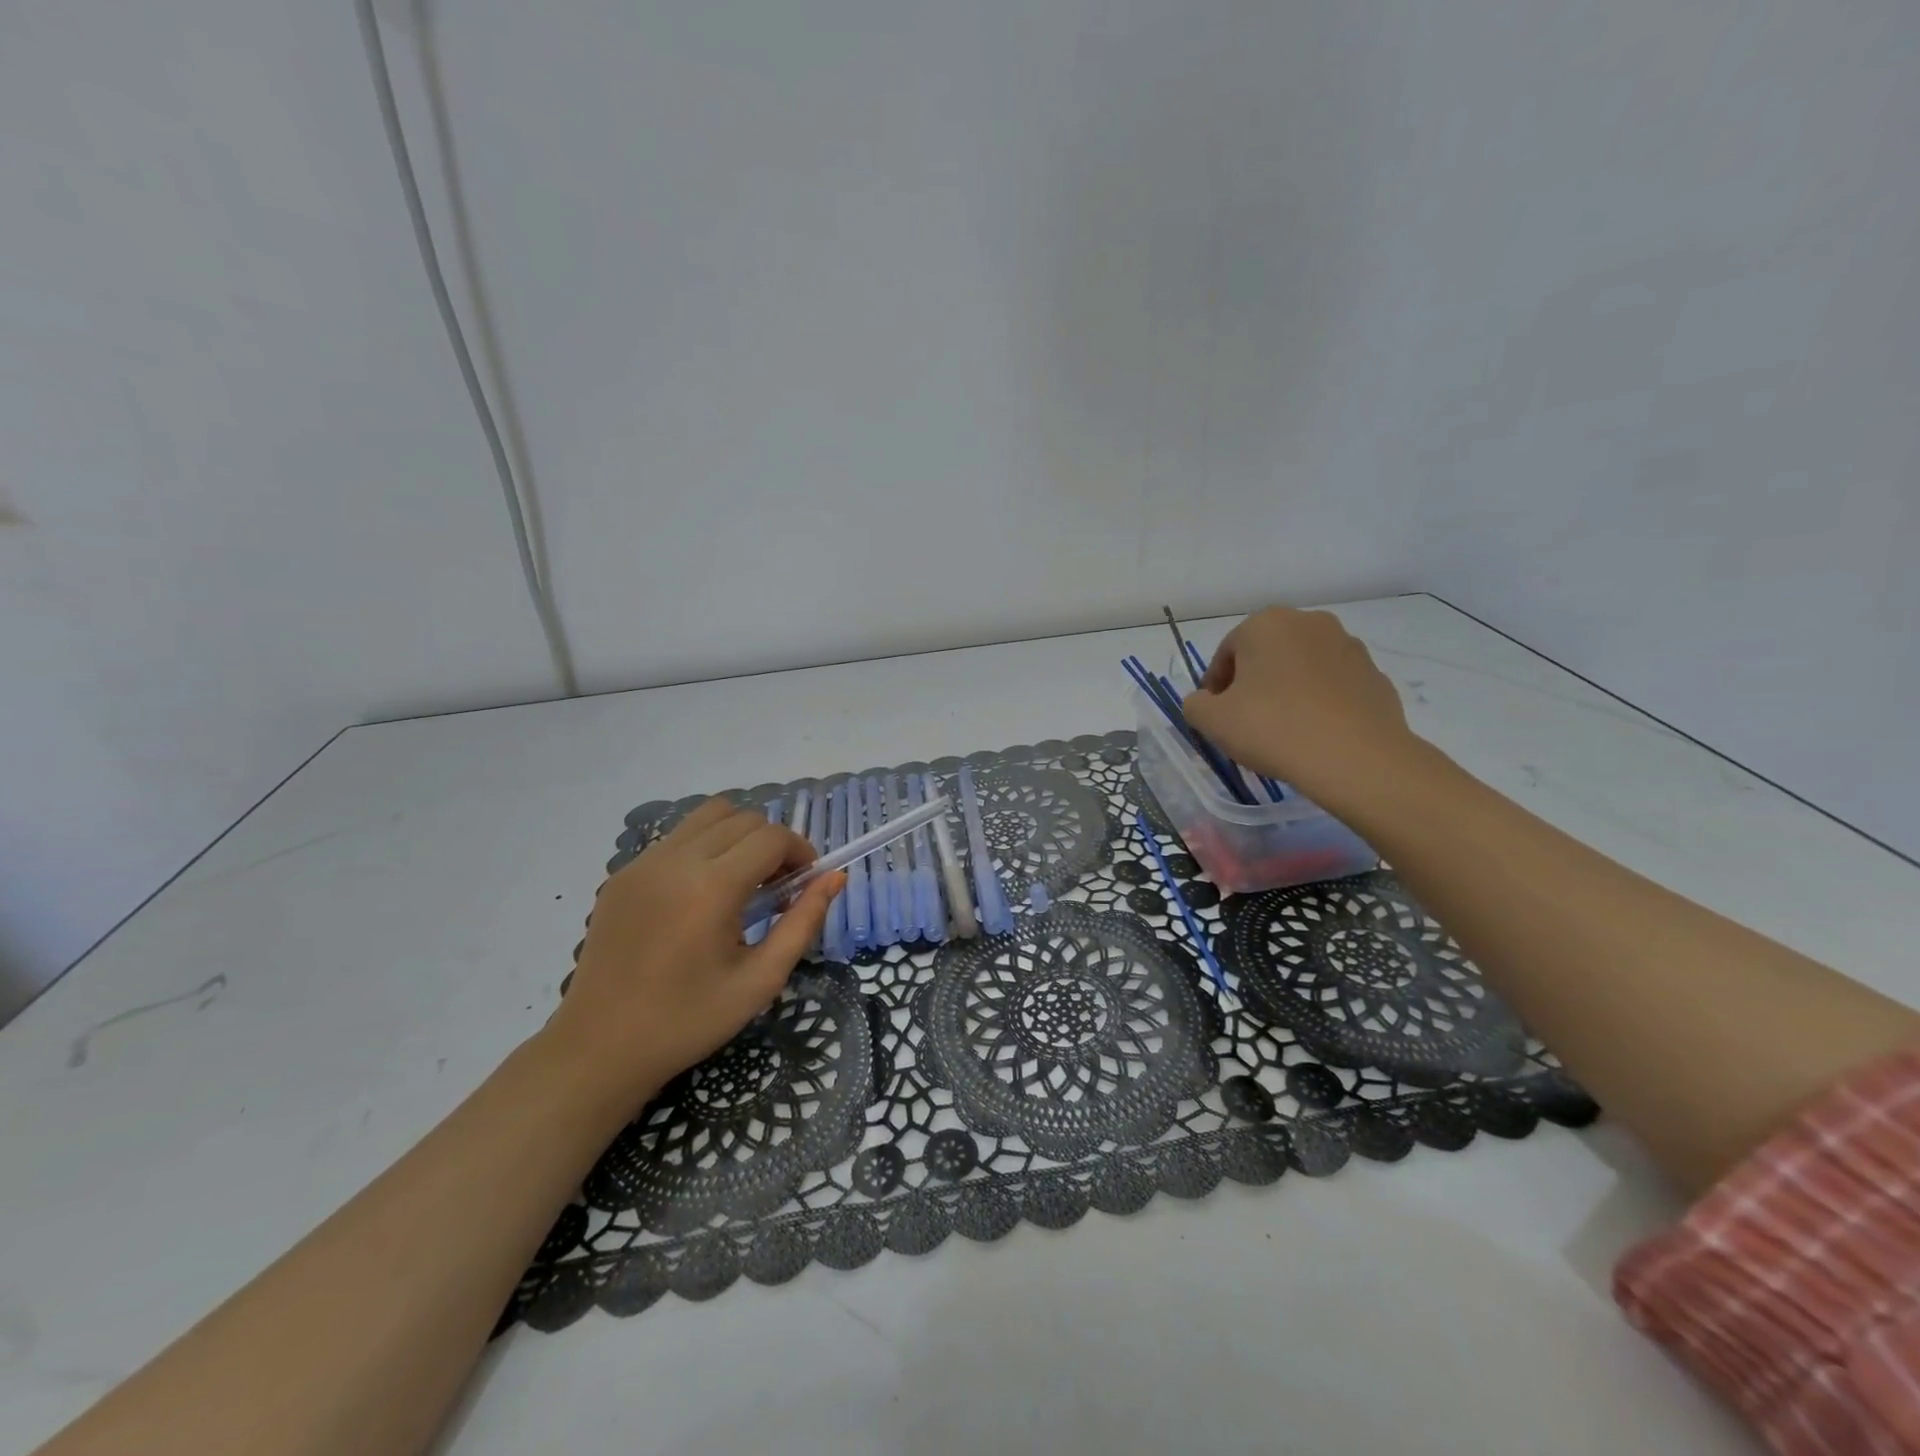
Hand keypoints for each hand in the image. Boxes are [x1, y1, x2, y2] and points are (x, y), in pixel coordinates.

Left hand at [546, 799, 841, 1108]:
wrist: (600, 1048)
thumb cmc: (689, 1021)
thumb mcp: (761, 979)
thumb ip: (803, 922)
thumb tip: (835, 878)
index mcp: (712, 887)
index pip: (772, 837)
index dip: (800, 852)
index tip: (804, 884)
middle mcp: (676, 861)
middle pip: (743, 818)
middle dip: (772, 843)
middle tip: (777, 888)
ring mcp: (643, 863)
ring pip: (708, 816)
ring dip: (737, 836)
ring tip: (741, 881)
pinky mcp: (622, 873)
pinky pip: (677, 837)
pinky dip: (704, 847)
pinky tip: (701, 894)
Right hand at [1181, 608, 1417, 803]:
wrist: (1356, 759)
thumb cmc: (1273, 729)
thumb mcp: (1212, 721)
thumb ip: (1195, 705)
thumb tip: (1205, 702)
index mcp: (1266, 624)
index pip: (1226, 653)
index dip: (1215, 687)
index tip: (1216, 716)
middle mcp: (1309, 623)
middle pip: (1266, 655)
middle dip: (1253, 683)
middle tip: (1246, 722)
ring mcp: (1349, 647)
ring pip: (1302, 668)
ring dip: (1287, 690)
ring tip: (1283, 730)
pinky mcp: (1375, 675)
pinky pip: (1333, 687)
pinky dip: (1320, 703)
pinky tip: (1314, 734)